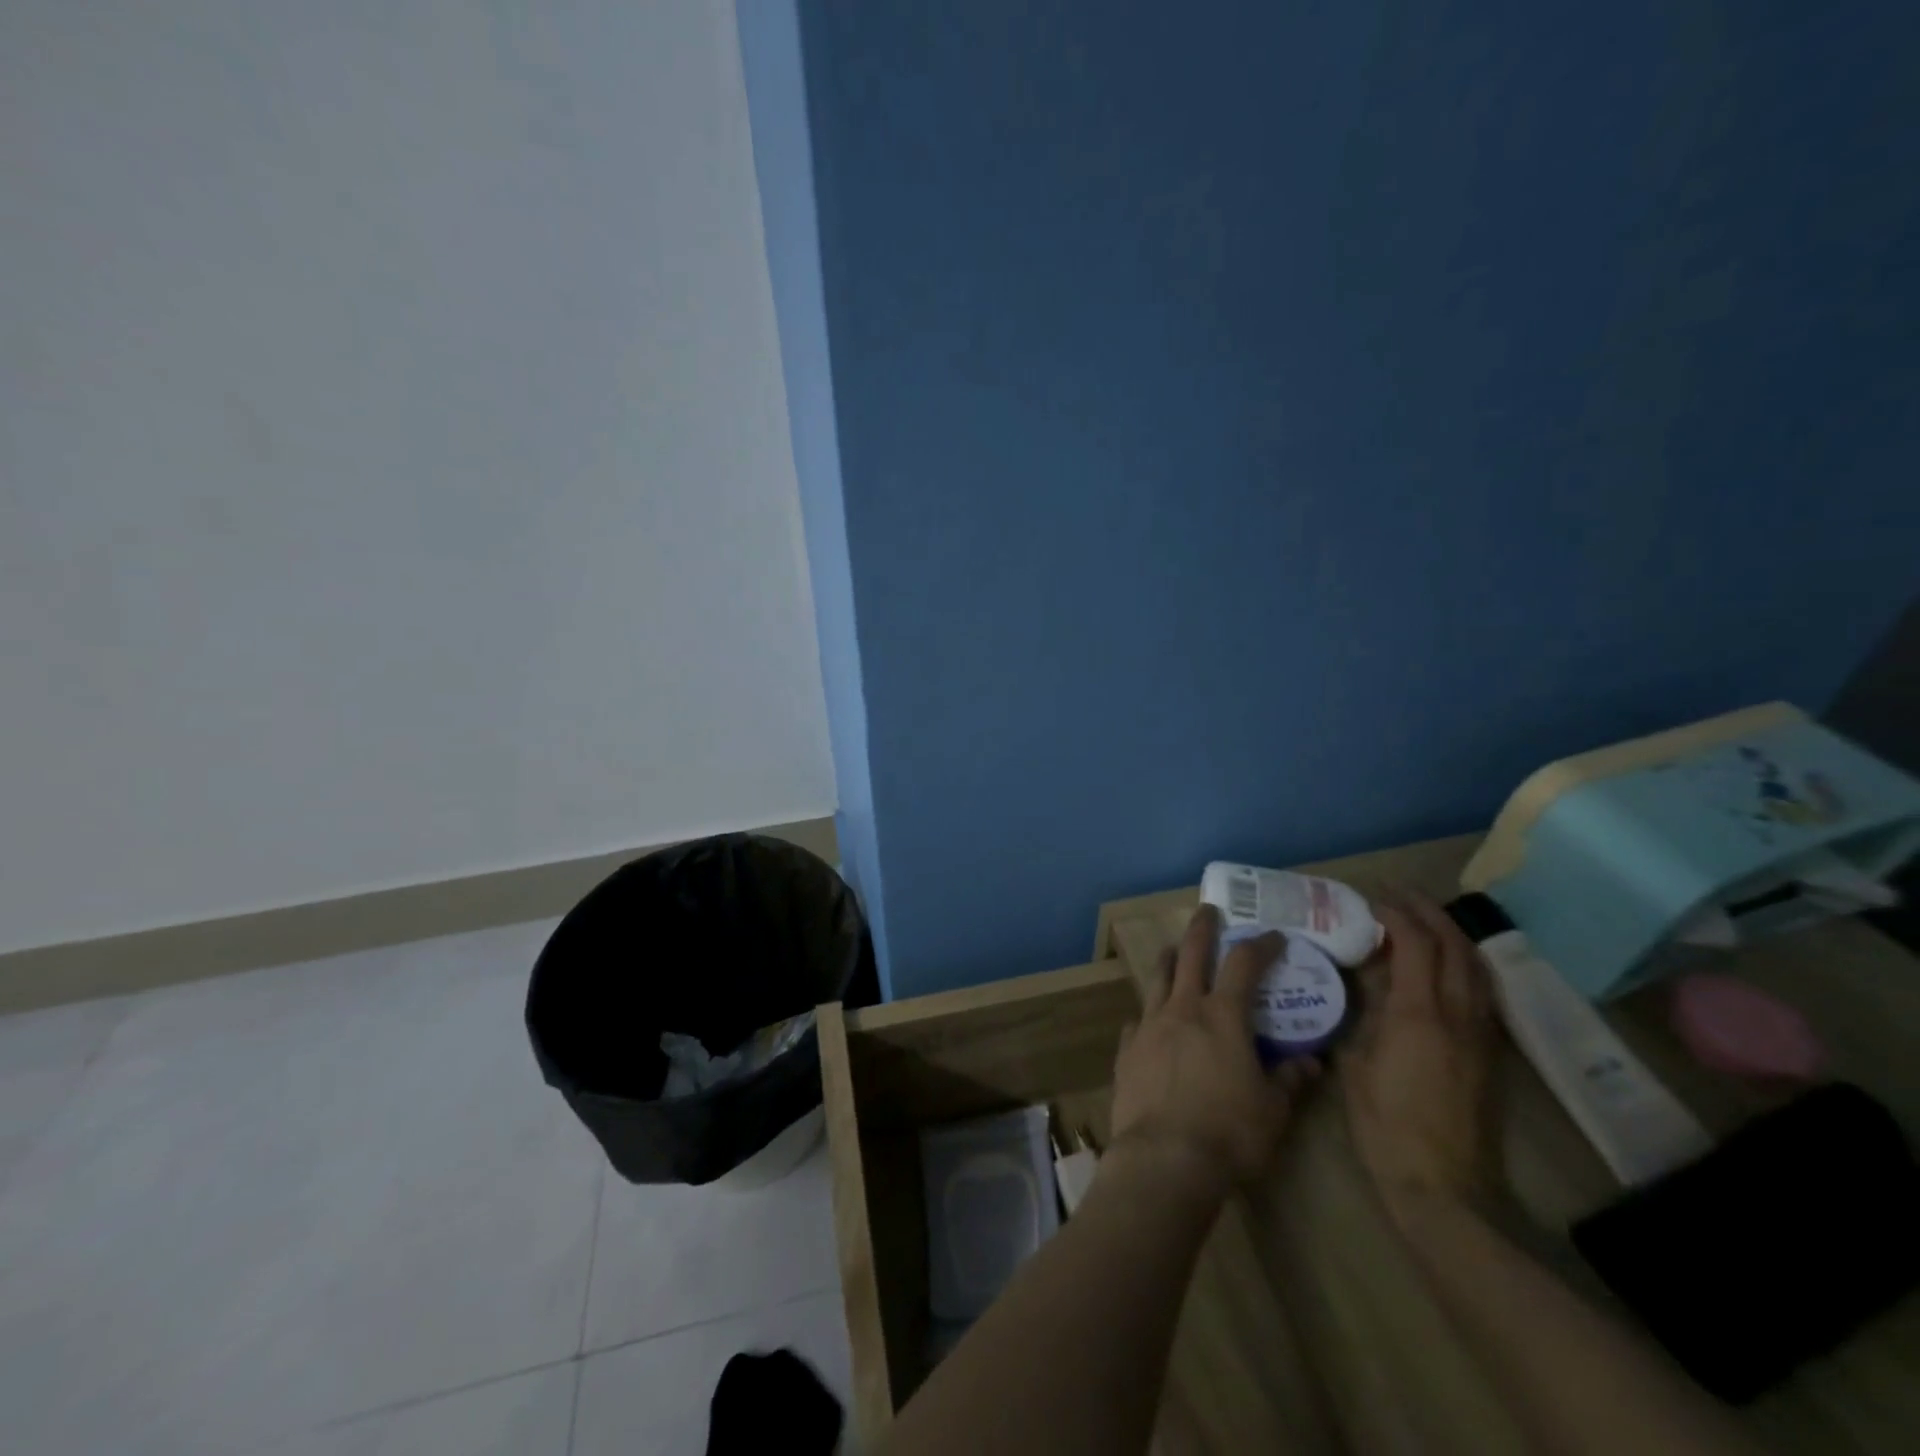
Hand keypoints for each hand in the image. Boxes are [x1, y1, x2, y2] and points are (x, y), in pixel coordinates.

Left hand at [1110, 905, 1320, 1199]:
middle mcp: (1182, 1009)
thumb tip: (1311, 1063)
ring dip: (1168, 959)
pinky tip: (1149, 1021)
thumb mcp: (1273, 1110)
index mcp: (1222, 1016)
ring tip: (1171, 950)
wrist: (1165, 1159)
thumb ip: (1290, 1080)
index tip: (1273, 936)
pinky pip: (1137, 1021)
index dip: (1260, 945)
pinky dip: (1148, 1014)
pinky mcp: (1127, 1050)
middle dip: (1201, 928)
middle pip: (1190, 954)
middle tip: (1208, 911)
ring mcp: (1149, 1026)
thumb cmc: (1229, 1133)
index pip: (1243, 964)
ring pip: (1157, 978)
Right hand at [1340, 891, 1497, 1218]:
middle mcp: (1456, 1014)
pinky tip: (1441, 964)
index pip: (1415, 944)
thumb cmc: (1385, 1126)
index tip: (1370, 899)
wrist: (1444, 1188)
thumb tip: (1365, 978)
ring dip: (1450, 933)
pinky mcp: (1487, 1052)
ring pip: (1474, 965)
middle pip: (1453, 945)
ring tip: (1420, 919)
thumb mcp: (1356, 1063)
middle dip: (1427, 911)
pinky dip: (1461, 961)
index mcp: (1418, 1014)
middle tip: (1396, 895)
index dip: (1395, 913)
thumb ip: (1363, 1013)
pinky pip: (1479, 989)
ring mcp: (1478, 1033)